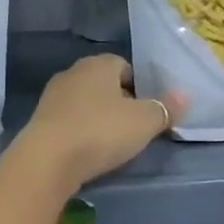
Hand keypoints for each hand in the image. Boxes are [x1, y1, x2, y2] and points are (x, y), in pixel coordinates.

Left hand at [15, 54, 186, 190]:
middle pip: (103, 82)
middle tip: (132, 126)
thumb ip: (165, 108)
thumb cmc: (101, 131)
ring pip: (84, 101)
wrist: (47, 159)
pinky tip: (86, 149)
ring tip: (110, 142)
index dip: (138, 86)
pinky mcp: (39, 119)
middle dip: (117, 101)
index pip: (123, 65)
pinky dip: (79, 130)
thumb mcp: (144, 122)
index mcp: (98, 64)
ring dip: (96, 116)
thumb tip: (184, 95)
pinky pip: (68, 119)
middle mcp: (73, 72)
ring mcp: (52, 95)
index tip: (146, 110)